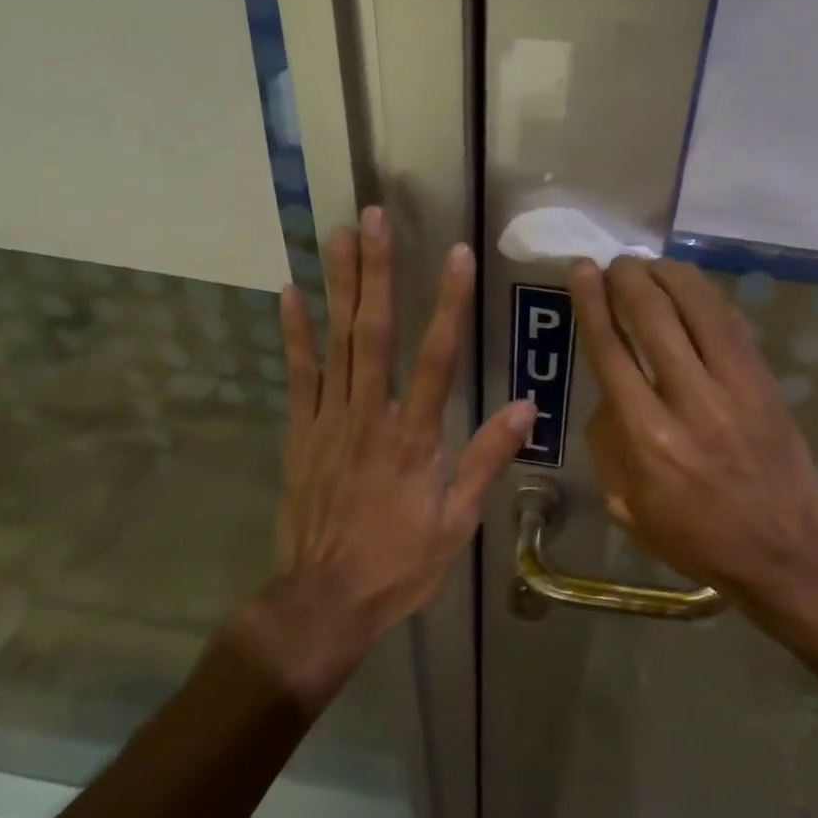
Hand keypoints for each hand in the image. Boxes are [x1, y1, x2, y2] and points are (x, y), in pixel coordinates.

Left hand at [241, 207, 533, 705]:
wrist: (326, 600)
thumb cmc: (400, 564)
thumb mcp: (456, 523)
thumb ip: (486, 460)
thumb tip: (526, 408)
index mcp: (414, 438)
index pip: (437, 357)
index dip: (448, 303)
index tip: (455, 254)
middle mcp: (370, 417)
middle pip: (374, 333)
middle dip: (378, 272)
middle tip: (374, 218)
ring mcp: (328, 422)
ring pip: (336, 343)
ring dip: (339, 286)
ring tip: (339, 235)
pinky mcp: (300, 434)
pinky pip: (298, 376)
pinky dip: (294, 334)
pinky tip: (290, 293)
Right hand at [569, 256, 817, 615]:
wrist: (784, 549)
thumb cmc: (696, 537)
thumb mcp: (628, 507)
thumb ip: (608, 445)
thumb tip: (607, 395)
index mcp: (647, 438)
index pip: (612, 351)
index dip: (592, 304)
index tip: (582, 270)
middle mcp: (689, 401)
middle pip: (654, 317)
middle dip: (628, 279)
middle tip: (615, 264)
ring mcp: (735, 386)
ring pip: (699, 308)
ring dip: (669, 275)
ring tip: (650, 264)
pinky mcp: (765, 382)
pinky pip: (733, 324)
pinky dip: (707, 297)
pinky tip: (690, 287)